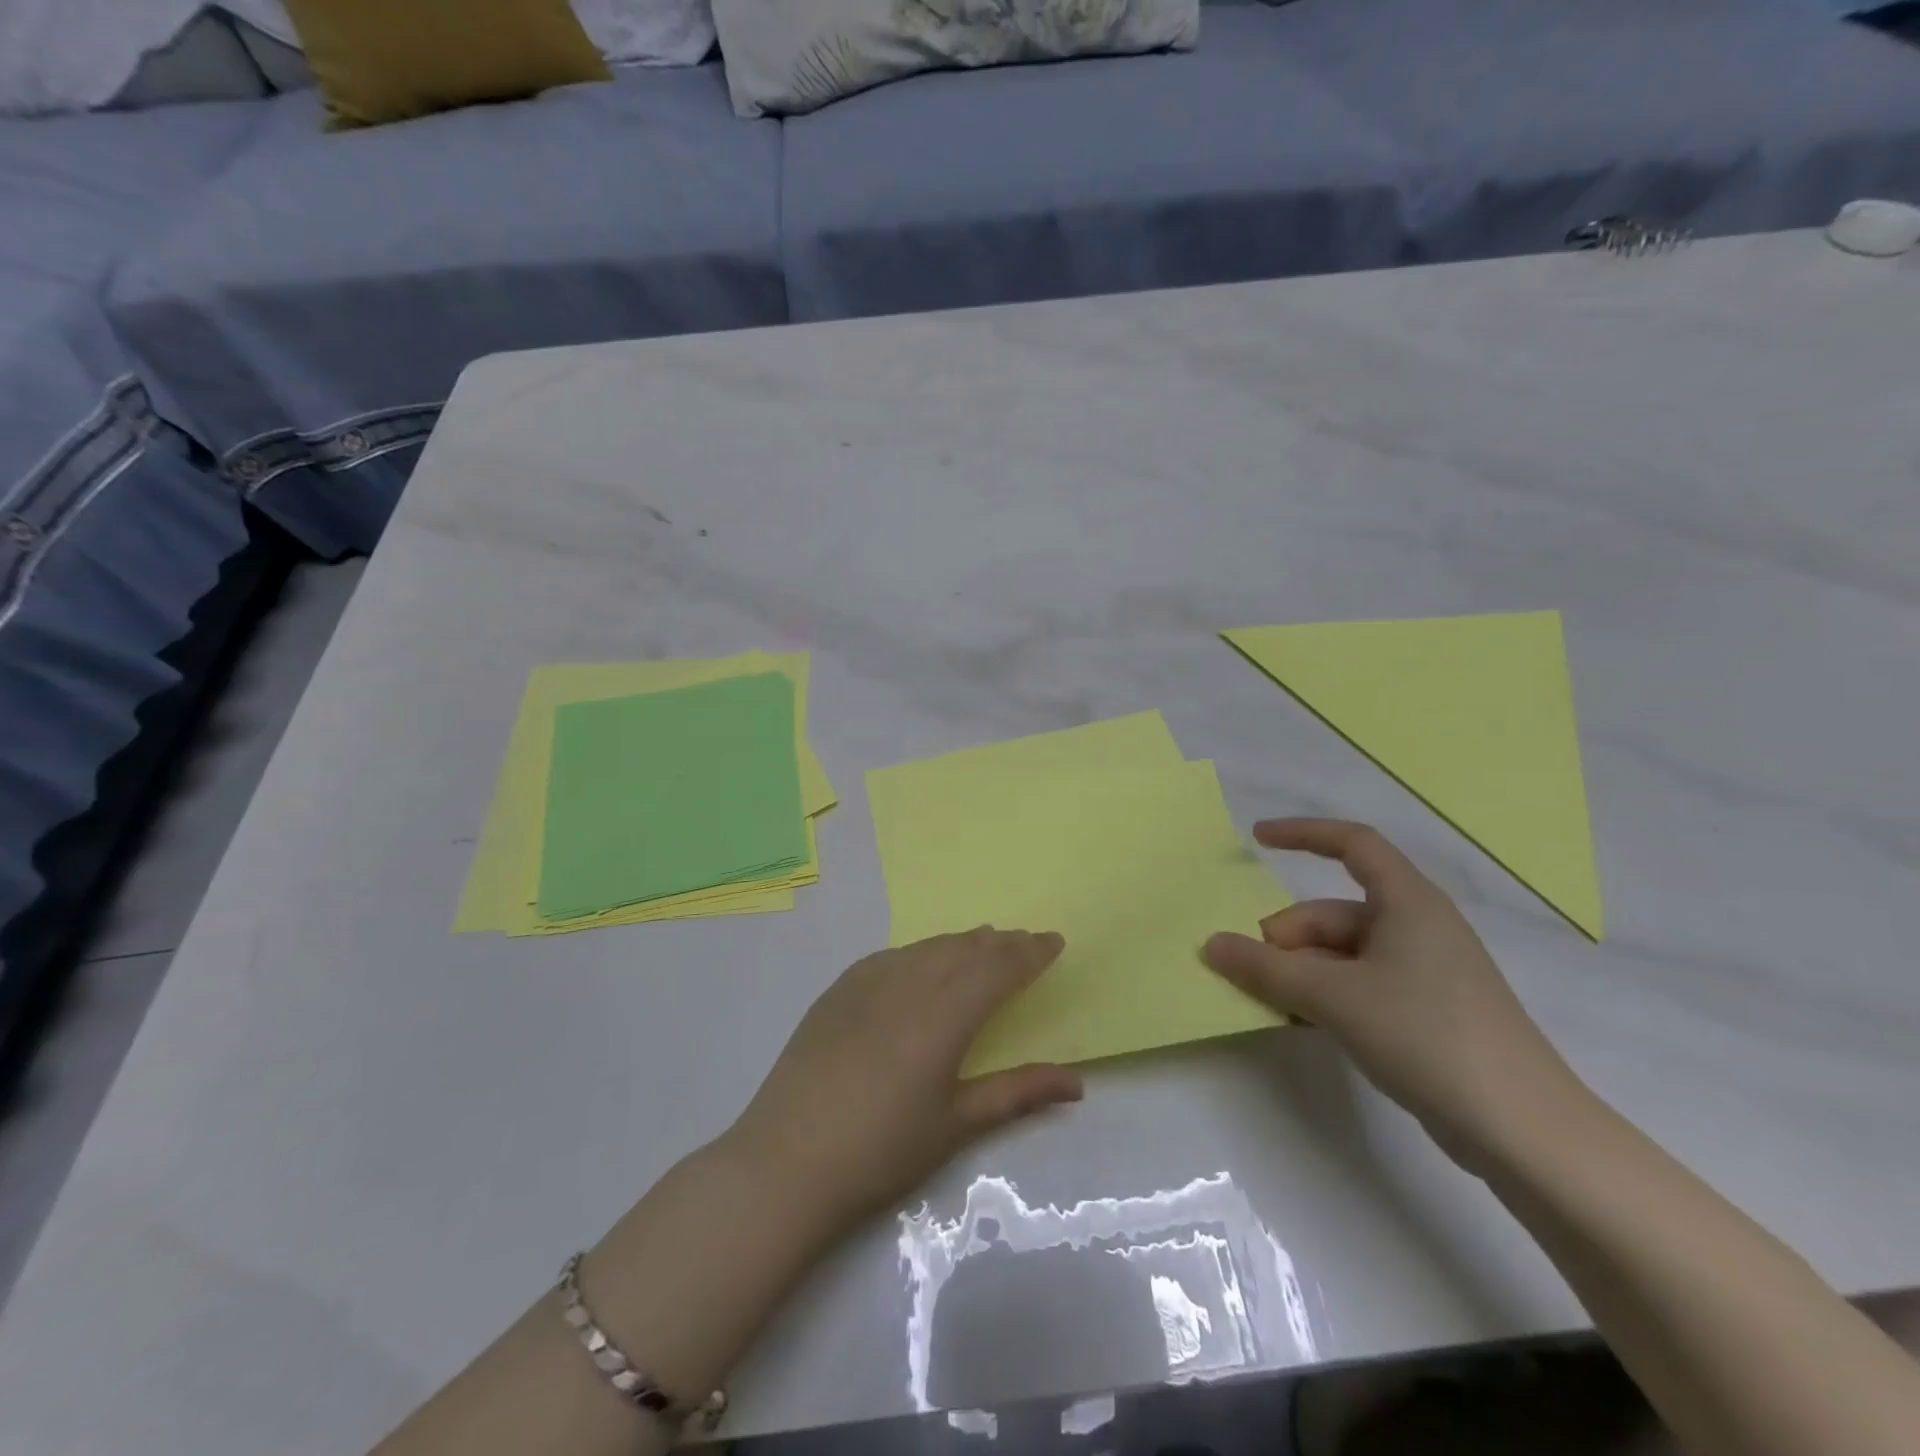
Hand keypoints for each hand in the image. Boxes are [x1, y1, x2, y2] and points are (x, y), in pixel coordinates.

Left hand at [726, 928, 1082, 1239]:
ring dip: (961, 943)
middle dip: (1000, 943)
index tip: (1054, 941)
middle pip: (965, 950)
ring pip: (927, 948)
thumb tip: (1077, 1083)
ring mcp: (867, 982)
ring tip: (983, 940)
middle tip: (1026, 940)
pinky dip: (920, 952)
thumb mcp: (956, 1124)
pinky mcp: (838, 991)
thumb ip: (1017, 1093)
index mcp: (944, 1014)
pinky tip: (922, 960)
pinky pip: (891, 956)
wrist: (787, 1161)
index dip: (1029, 953)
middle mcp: (909, 984)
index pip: (997, 969)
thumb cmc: (881, 1150)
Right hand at [1203, 819, 1589, 1174]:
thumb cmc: (1427, 1036)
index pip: (1352, 843)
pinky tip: (1302, 1025)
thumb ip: (1266, 968)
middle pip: (1333, 912)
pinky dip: (1324, 996)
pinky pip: (1358, 985)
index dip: (1303, 834)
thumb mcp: (1333, 996)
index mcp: (1407, 902)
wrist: (1523, 1131)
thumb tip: (1211, 944)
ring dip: (1300, 973)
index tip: (1256, 839)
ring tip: (1271, 1006)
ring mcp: (1423, 972)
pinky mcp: (1425, 1012)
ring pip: (1341, 954)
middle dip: (1287, 938)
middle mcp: (1416, 927)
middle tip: (1253, 975)